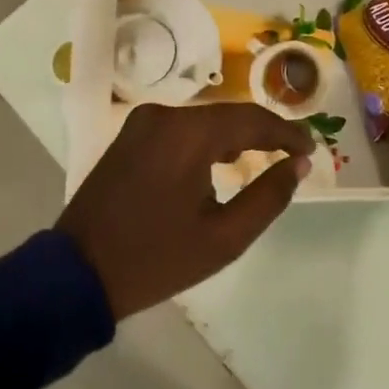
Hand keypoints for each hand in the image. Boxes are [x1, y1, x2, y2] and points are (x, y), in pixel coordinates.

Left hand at [60, 103, 314, 319]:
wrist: (77, 273)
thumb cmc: (156, 259)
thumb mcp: (224, 238)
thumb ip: (268, 196)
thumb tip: (298, 164)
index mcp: (188, 134)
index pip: (252, 119)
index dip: (287, 132)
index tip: (311, 149)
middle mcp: (164, 115)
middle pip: (228, 114)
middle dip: (263, 132)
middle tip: (293, 154)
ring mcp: (142, 123)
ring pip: (205, 120)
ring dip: (235, 136)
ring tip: (265, 157)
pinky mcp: (129, 136)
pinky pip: (181, 128)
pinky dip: (207, 140)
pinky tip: (222, 161)